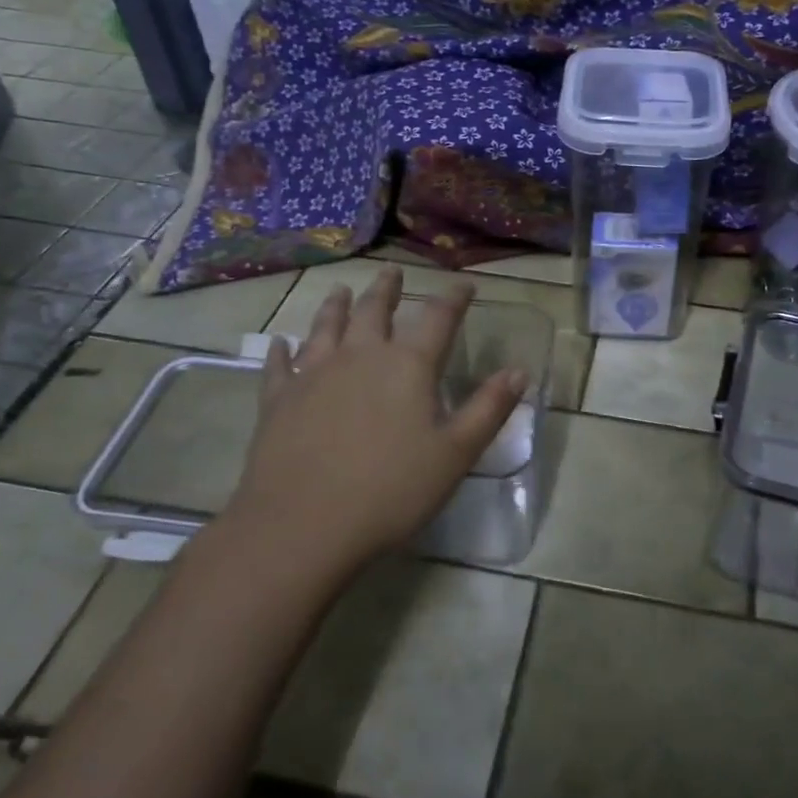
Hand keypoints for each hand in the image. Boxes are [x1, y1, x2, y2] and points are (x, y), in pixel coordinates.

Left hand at [227, 268, 525, 571]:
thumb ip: (489, 409)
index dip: (454, 299)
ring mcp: (313, 375)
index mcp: (408, 366)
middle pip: (375, 311)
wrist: (303, 525)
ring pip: (326, 327)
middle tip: (392, 272)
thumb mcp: (456, 453)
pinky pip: (279, 365)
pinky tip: (279, 342)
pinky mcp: (278, 400)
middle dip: (387, 290)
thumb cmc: (391, 490)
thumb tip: (520, 371)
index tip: (465, 284)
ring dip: (336, 306)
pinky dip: (281, 350)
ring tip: (340, 290)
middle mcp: (360, 356)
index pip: (438, 318)